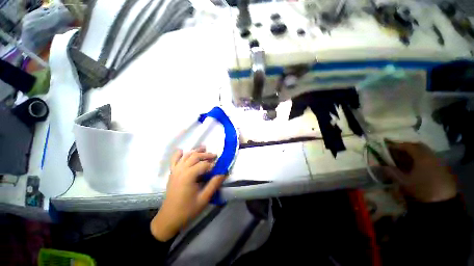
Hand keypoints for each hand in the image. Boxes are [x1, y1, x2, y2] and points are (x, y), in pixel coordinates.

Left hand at [151, 147, 225, 240]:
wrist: (169, 219)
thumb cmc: (187, 210)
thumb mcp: (204, 199)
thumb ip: (214, 184)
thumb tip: (223, 173)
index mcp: (188, 176)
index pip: (203, 165)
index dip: (212, 165)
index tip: (219, 167)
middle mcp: (181, 170)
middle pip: (195, 156)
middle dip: (206, 155)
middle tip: (214, 155)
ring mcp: (175, 171)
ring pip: (186, 156)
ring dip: (195, 151)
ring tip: (204, 148)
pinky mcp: (172, 173)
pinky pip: (174, 160)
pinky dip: (178, 154)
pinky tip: (182, 151)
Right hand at [386, 140, 456, 202]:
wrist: (442, 203)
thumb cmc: (421, 190)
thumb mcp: (403, 182)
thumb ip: (392, 172)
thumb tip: (381, 166)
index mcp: (421, 157)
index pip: (407, 146)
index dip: (396, 145)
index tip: (387, 147)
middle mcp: (431, 156)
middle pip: (418, 146)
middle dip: (407, 147)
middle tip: (397, 150)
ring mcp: (439, 161)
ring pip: (425, 152)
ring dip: (415, 152)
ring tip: (406, 158)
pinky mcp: (443, 168)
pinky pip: (430, 158)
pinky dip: (422, 158)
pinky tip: (417, 166)